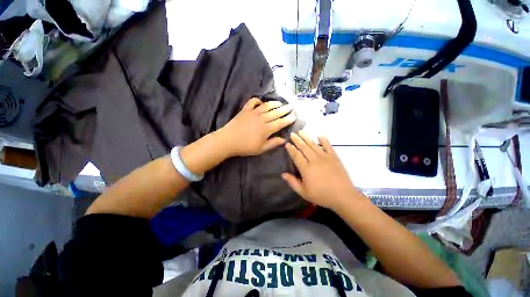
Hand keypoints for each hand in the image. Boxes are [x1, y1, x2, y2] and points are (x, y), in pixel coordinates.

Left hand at [217, 98, 295, 156]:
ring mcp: (253, 113)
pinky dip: (257, 100)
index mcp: (266, 129)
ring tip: (280, 103)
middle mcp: (262, 119)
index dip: (288, 119)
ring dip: (274, 103)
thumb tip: (284, 140)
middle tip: (290, 107)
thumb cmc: (245, 147)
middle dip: (284, 109)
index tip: (294, 116)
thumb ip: (273, 143)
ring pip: (266, 106)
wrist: (228, 141)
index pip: (280, 123)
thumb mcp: (261, 148)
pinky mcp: (245, 110)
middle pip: (275, 113)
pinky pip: (252, 102)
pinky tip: (261, 102)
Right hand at [282, 131, 364, 210]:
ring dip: (307, 137)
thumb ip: (293, 182)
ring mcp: (325, 157)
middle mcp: (314, 160)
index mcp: (306, 169)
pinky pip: (328, 146)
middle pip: (304, 147)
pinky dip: (324, 140)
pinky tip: (320, 135)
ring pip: (314, 145)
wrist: (343, 196)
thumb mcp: (304, 192)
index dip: (291, 149)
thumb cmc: (322, 195)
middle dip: (297, 140)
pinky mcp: (334, 157)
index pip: (296, 155)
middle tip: (292, 133)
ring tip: (301, 131)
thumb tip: (283, 174)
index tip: (287, 143)